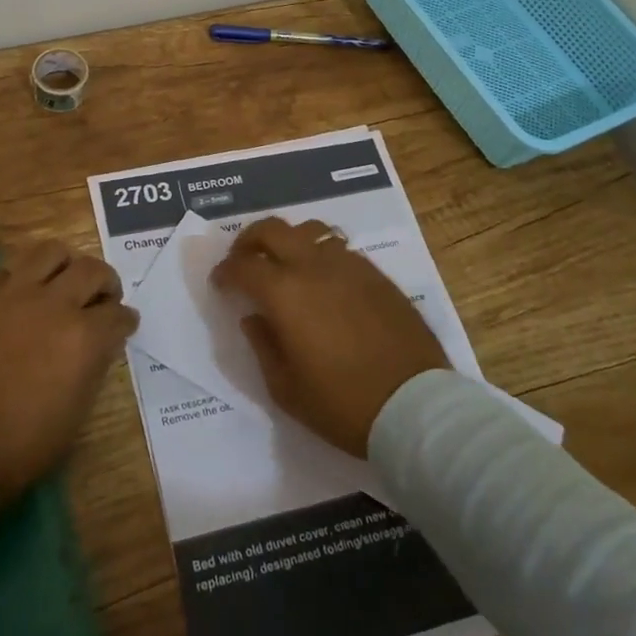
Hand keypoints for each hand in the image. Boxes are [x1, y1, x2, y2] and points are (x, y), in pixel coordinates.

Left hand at [0, 240, 137, 504]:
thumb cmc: (24, 444)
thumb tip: (100, 342)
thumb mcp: (77, 410)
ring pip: (49, 253)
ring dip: (64, 266)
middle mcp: (52, 304)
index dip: (125, 320)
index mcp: (83, 337)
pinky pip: (4, 273)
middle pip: (91, 270)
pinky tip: (16, 300)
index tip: (124, 323)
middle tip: (101, 296)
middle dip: (105, 283)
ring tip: (61, 282)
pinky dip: (18, 282)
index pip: (118, 314)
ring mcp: (11, 295)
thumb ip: (94, 364)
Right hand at [212, 217, 450, 456]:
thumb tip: (254, 317)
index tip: (220, 283)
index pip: (242, 266)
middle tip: (244, 259)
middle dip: (249, 239)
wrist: (415, 406)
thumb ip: (263, 346)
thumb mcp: (286, 389)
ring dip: (289, 241)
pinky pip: (340, 249)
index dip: (225, 271)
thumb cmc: (342, 405)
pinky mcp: (377, 275)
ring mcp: (349, 265)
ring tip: (286, 264)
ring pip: (310, 231)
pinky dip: (321, 255)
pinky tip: (324, 281)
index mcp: (285, 292)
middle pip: (272, 229)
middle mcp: (314, 266)